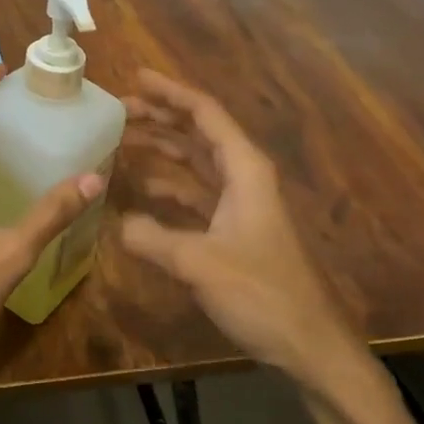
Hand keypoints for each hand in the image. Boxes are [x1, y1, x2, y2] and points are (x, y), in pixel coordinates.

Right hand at [120, 70, 364, 385]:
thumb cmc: (261, 294)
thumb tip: (115, 223)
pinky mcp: (232, 229)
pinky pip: (194, 193)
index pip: (205, 114)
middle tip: (118, 109)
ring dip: (161, 148)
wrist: (308, 345)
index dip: (170, 93)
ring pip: (195, 162)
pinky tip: (141, 189)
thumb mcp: (198, 263)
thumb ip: (151, 237)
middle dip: (160, 117)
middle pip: (198, 133)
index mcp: (245, 170)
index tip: (135, 78)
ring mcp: (239, 203)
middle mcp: (243, 177)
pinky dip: (168, 185)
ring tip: (121, 140)